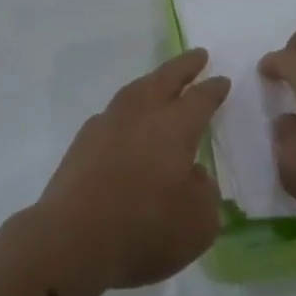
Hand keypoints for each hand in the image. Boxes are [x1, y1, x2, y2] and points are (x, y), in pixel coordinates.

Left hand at [37, 50, 229, 292]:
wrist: (72, 240)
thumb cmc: (144, 230)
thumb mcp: (198, 223)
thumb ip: (204, 193)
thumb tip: (193, 175)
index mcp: (176, 126)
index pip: (201, 98)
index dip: (214, 89)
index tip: (222, 80)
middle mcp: (143, 114)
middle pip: (167, 78)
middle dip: (185, 66)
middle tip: (198, 55)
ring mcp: (108, 124)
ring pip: (135, 90)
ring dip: (152, 82)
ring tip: (161, 80)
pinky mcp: (83, 142)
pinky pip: (112, 114)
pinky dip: (125, 111)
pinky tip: (126, 121)